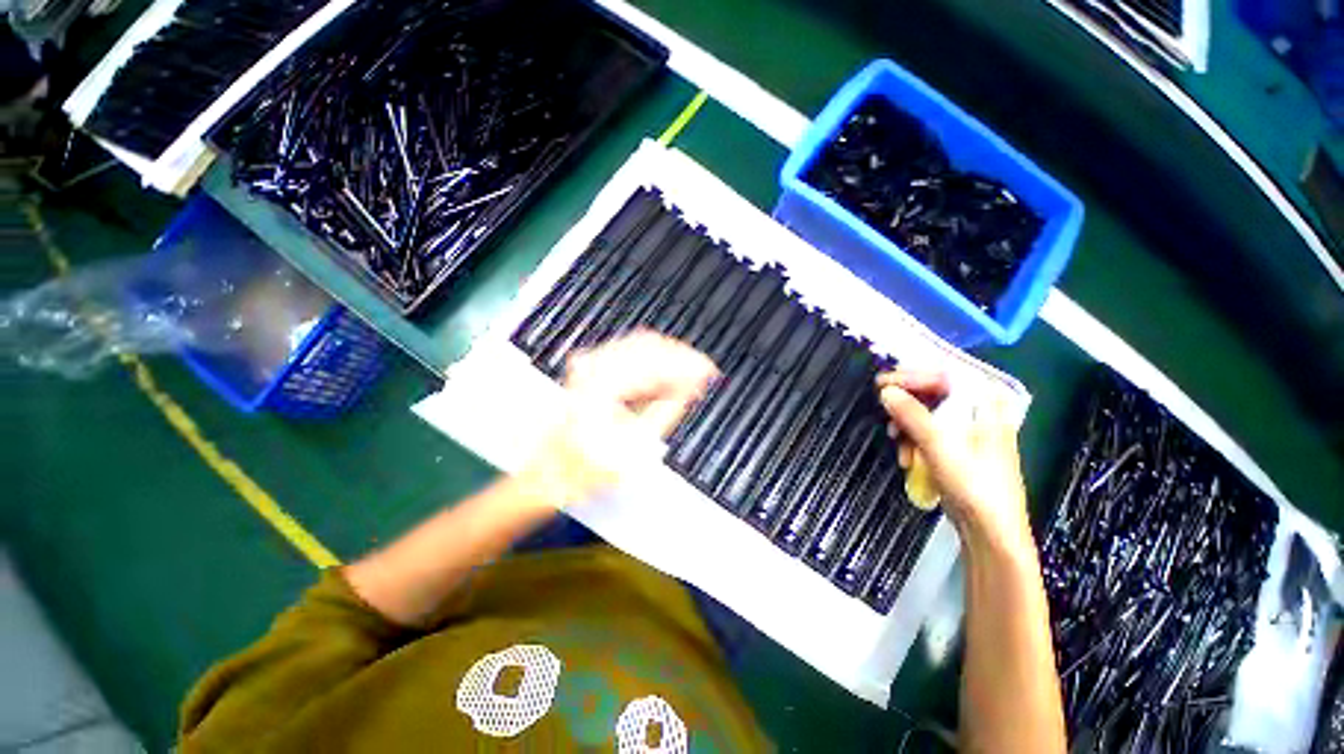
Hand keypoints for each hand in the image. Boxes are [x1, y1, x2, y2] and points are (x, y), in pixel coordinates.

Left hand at [519, 330, 718, 506]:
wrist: (554, 470)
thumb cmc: (589, 464)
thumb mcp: (637, 442)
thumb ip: (668, 408)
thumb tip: (692, 385)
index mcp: (605, 381)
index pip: (657, 358)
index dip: (688, 362)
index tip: (709, 370)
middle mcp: (595, 364)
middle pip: (650, 345)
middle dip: (681, 358)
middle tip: (703, 374)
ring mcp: (592, 363)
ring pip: (642, 346)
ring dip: (668, 360)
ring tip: (689, 378)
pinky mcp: (593, 368)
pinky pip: (631, 354)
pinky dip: (653, 364)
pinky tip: (666, 377)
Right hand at [876, 369, 1032, 551]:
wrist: (992, 532)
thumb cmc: (974, 486)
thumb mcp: (939, 447)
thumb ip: (912, 415)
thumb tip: (886, 391)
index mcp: (986, 404)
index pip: (945, 374)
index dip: (911, 376)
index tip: (882, 384)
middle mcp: (980, 411)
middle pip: (934, 393)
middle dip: (906, 405)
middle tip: (884, 412)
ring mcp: (969, 431)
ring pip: (927, 414)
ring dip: (906, 426)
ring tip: (896, 443)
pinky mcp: (958, 448)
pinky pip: (928, 432)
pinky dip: (913, 441)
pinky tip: (906, 458)